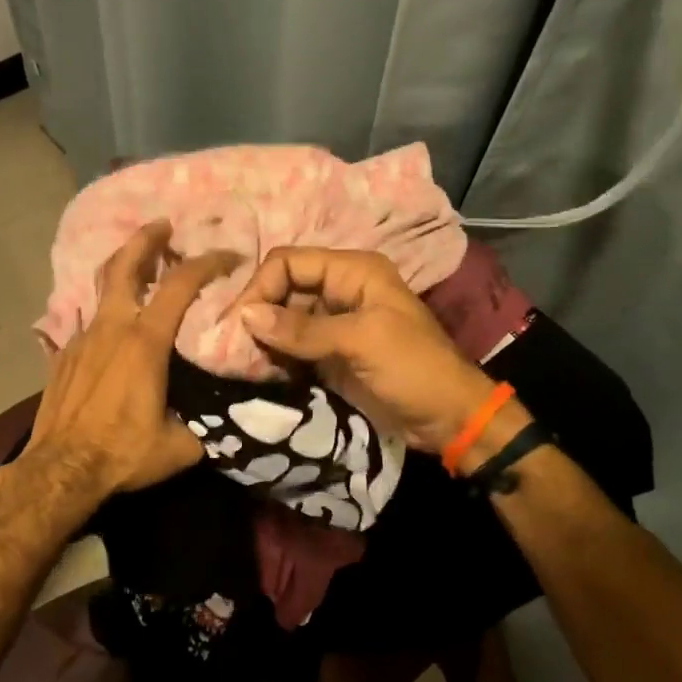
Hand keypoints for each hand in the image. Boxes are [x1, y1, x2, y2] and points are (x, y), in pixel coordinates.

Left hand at [26, 221, 238, 498]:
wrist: (60, 471)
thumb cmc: (123, 453)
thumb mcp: (180, 446)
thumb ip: (203, 425)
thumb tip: (219, 422)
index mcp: (145, 341)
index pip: (181, 284)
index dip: (208, 262)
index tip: (228, 255)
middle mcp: (112, 328)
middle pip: (126, 266)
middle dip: (146, 238)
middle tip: (163, 224)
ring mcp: (82, 338)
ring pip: (102, 289)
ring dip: (123, 271)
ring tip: (140, 267)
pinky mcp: (63, 356)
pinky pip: (88, 322)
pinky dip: (106, 314)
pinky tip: (113, 330)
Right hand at [231, 247, 500, 454]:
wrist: (449, 418)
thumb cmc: (413, 369)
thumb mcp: (360, 341)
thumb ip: (303, 329)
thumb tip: (246, 315)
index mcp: (353, 271)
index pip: (290, 262)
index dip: (262, 286)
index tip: (239, 323)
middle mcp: (340, 290)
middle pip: (284, 289)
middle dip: (259, 313)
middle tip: (232, 346)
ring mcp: (335, 323)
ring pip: (285, 319)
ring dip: (264, 338)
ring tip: (241, 361)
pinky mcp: (331, 354)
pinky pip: (293, 347)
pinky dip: (276, 356)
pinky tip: (259, 371)